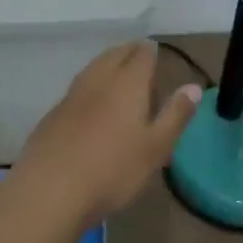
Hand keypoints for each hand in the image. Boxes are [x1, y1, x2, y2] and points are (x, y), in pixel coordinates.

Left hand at [11, 43, 199, 230]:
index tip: (157, 55)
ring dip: (108, 65)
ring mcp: (72, 94)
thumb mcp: (156, 148)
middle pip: (116, 54)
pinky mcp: (54, 113)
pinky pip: (78, 88)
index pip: (142, 54)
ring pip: (94, 68)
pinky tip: (92, 104)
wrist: (50, 190)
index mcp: (127, 82)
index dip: (151, 52)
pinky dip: (91, 86)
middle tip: (141, 60)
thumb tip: (193, 87)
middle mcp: (99, 79)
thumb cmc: (113, 169)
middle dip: (130, 53)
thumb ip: (175, 115)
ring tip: (118, 75)